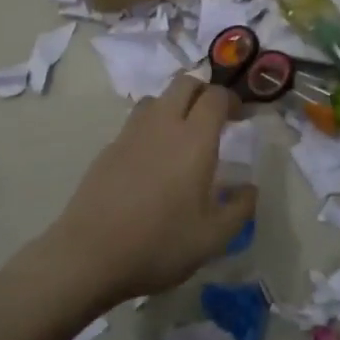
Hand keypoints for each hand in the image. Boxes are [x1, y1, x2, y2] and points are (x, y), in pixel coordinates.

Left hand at [45, 79, 256, 303]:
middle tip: (214, 119)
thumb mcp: (213, 237)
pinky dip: (151, 128)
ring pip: (156, 99)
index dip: (232, 100)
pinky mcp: (108, 148)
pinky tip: (152, 160)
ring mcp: (130, 133)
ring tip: (182, 135)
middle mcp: (162, 125)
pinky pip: (135, 122)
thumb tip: (249, 188)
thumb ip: (239, 208)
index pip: (216, 96)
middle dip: (203, 92)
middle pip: (184, 84)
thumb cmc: (160, 244)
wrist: (90, 255)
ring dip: (174, 105)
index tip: (240, 118)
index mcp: (194, 139)